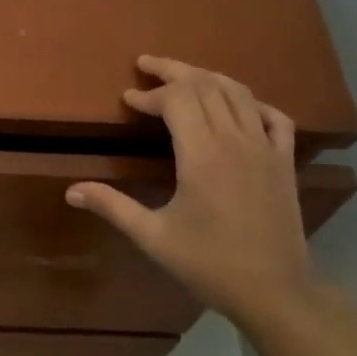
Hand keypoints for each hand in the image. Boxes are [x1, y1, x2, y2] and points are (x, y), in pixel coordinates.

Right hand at [66, 56, 314, 327]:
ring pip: (238, 93)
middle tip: (147, 64)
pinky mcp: (285, 161)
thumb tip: (71, 190)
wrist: (275, 291)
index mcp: (201, 154)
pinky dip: (253, 102)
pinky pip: (274, 116)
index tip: (128, 99)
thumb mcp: (153, 237)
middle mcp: (235, 140)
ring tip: (184, 75)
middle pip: (205, 85)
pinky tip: (239, 104)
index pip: (176, 101)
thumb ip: (113, 206)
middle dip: (174, 71)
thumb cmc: (209, 263)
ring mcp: (265, 148)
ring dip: (208, 77)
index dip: (150, 94)